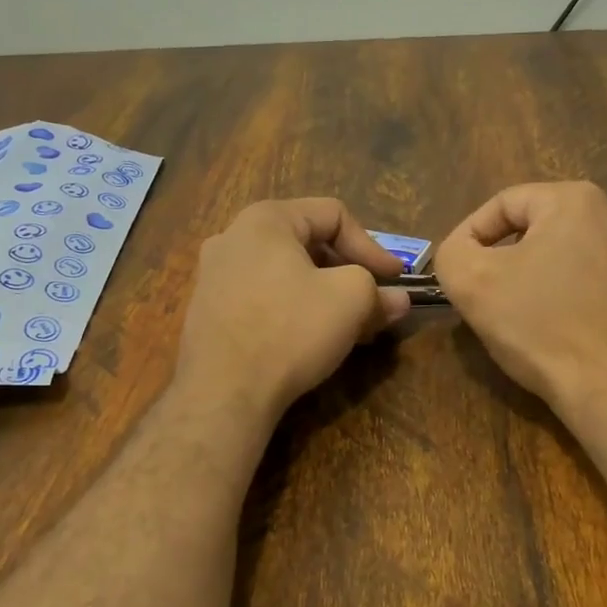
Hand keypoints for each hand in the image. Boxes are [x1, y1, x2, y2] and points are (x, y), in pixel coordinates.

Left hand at [175, 198, 410, 418]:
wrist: (222, 392)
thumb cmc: (290, 330)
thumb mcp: (350, 301)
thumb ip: (378, 292)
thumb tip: (398, 300)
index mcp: (265, 220)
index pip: (334, 215)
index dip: (373, 246)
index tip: (396, 279)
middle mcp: (233, 237)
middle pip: (307, 243)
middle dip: (348, 272)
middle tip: (374, 301)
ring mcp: (214, 276)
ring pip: (285, 274)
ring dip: (322, 294)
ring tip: (347, 325)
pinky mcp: (208, 312)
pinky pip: (263, 298)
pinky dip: (293, 310)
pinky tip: (309, 340)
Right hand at [434, 181, 606, 421]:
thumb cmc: (540, 327)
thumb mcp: (471, 282)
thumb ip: (451, 252)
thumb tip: (461, 251)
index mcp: (574, 199)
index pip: (502, 204)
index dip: (469, 237)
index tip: (457, 274)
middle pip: (533, 227)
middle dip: (501, 258)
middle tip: (481, 294)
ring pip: (558, 253)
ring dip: (528, 276)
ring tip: (511, 312)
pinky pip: (584, 277)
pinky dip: (559, 293)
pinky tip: (547, 326)